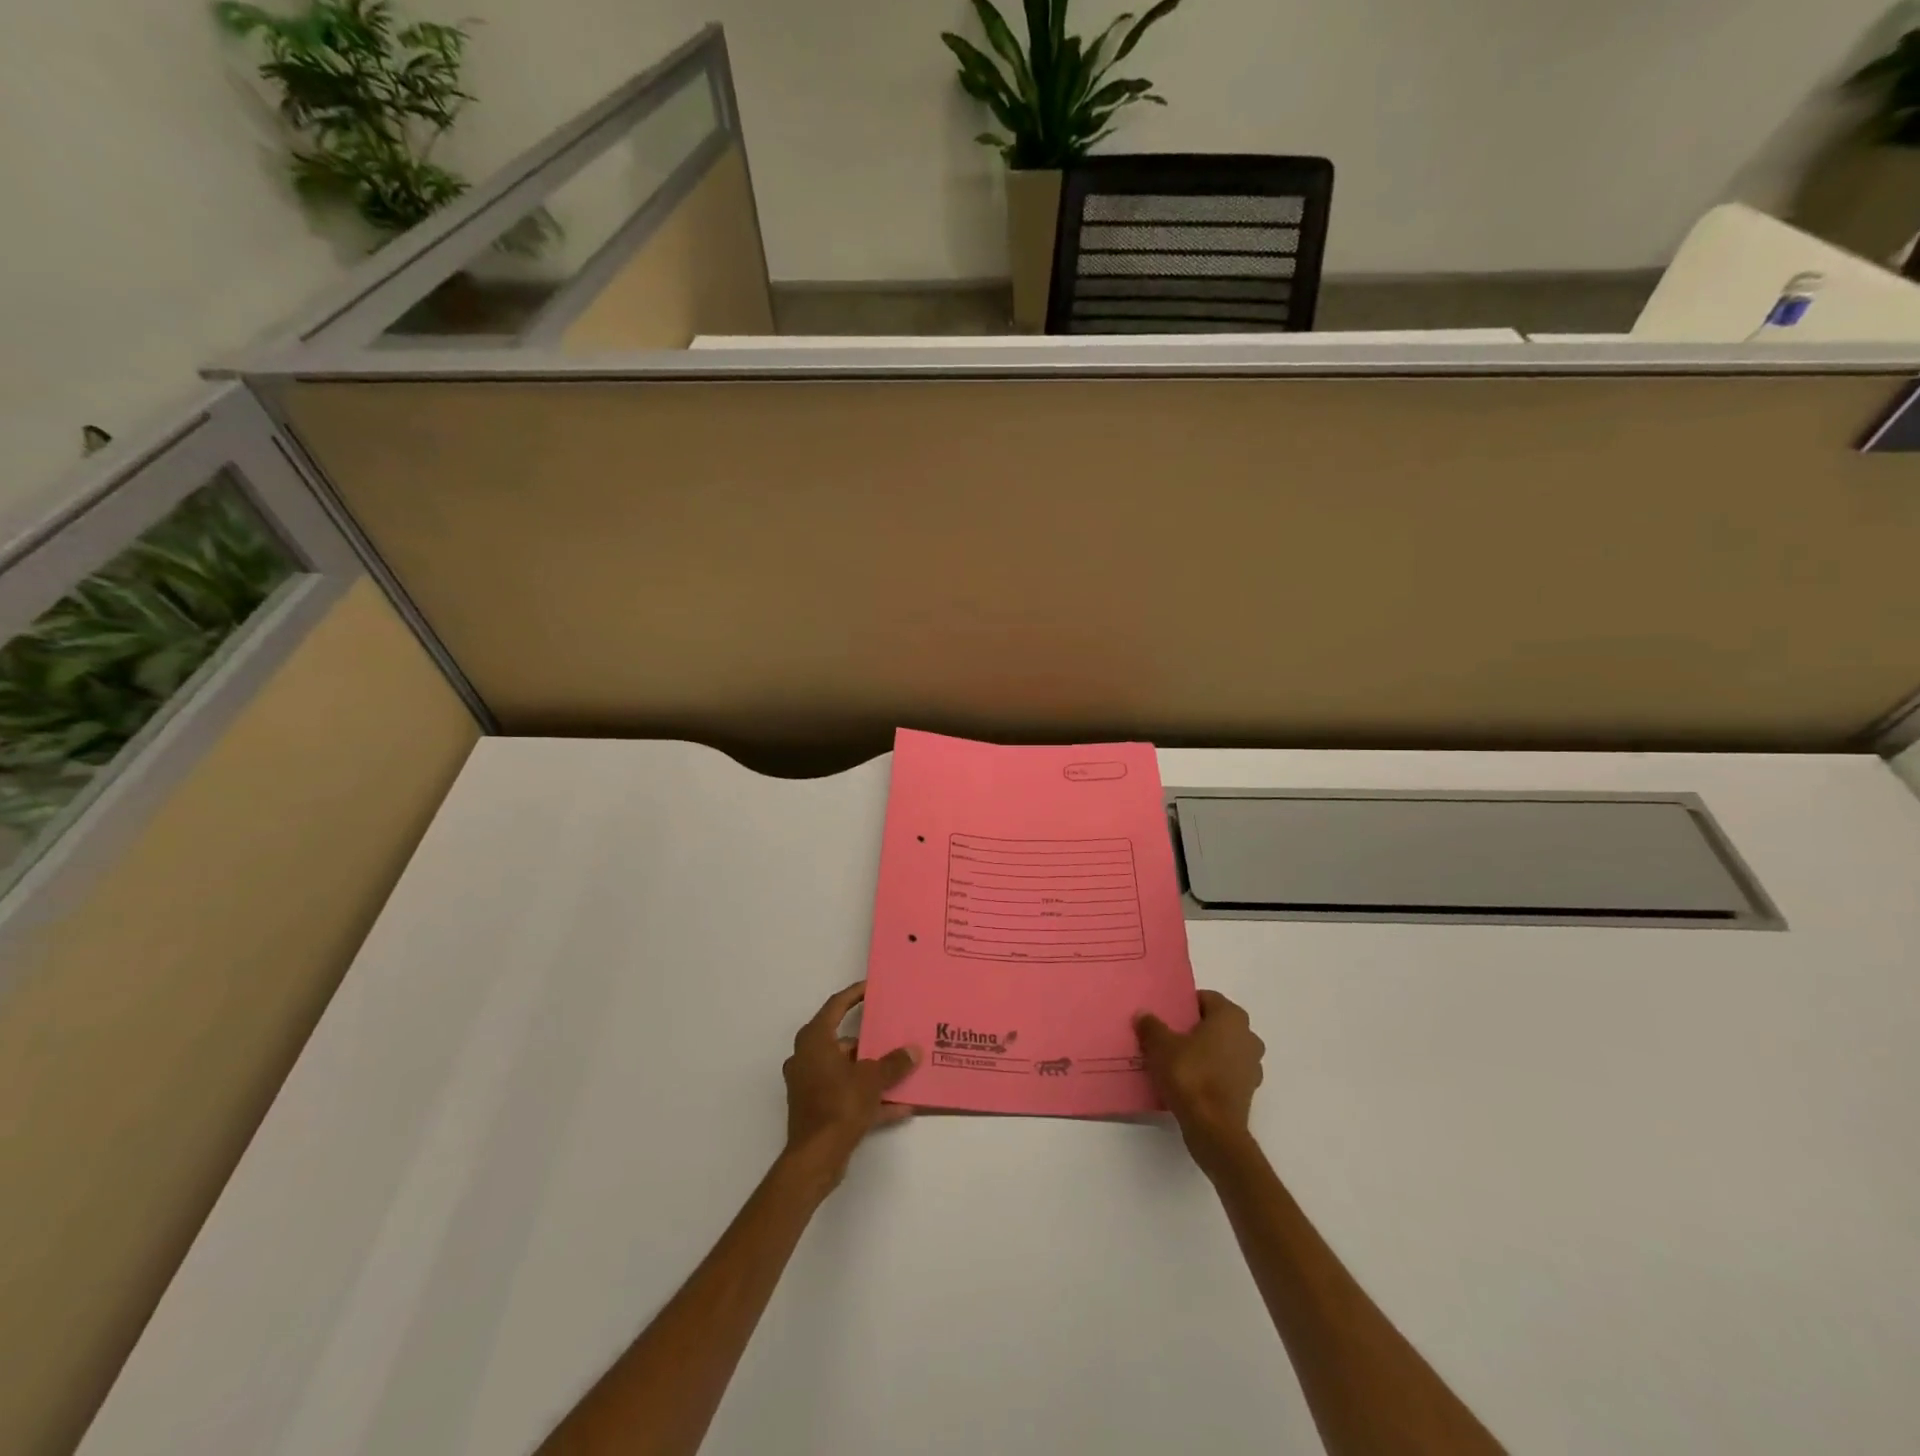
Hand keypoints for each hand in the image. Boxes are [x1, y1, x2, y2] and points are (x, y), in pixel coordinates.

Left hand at [783, 982, 919, 1183]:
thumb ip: (894, 1063)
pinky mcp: (816, 1108)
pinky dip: (868, 1097)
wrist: (815, 1158)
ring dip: (872, 1071)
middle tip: (894, 1032)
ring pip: (846, 1069)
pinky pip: (846, 1094)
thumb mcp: (872, 1079)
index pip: (835, 1006)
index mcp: (815, 1040)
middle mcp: (807, 1057)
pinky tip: (898, 1106)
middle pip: (843, 1040)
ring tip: (901, 1070)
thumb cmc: (839, 1105)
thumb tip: (913, 1051)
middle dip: (870, 1040)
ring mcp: (810, 1084)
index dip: (854, 994)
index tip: (872, 988)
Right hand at [1135, 990, 1265, 1157]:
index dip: (1185, 1005)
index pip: (1207, 998)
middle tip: (1169, 1036)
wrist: (1213, 1129)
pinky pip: (1226, 1072)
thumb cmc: (1190, 1075)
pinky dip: (1211, 1073)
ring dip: (1205, 1052)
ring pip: (1223, 1049)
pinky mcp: (1248, 1091)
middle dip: (1195, 1028)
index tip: (1167, 1015)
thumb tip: (1143, 1015)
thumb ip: (1151, 1026)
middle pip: (1216, 1024)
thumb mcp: (1160, 1046)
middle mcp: (1248, 1036)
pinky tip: (1189, 1082)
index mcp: (1231, 1017)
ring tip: (1176, 1060)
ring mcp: (1252, 1065)